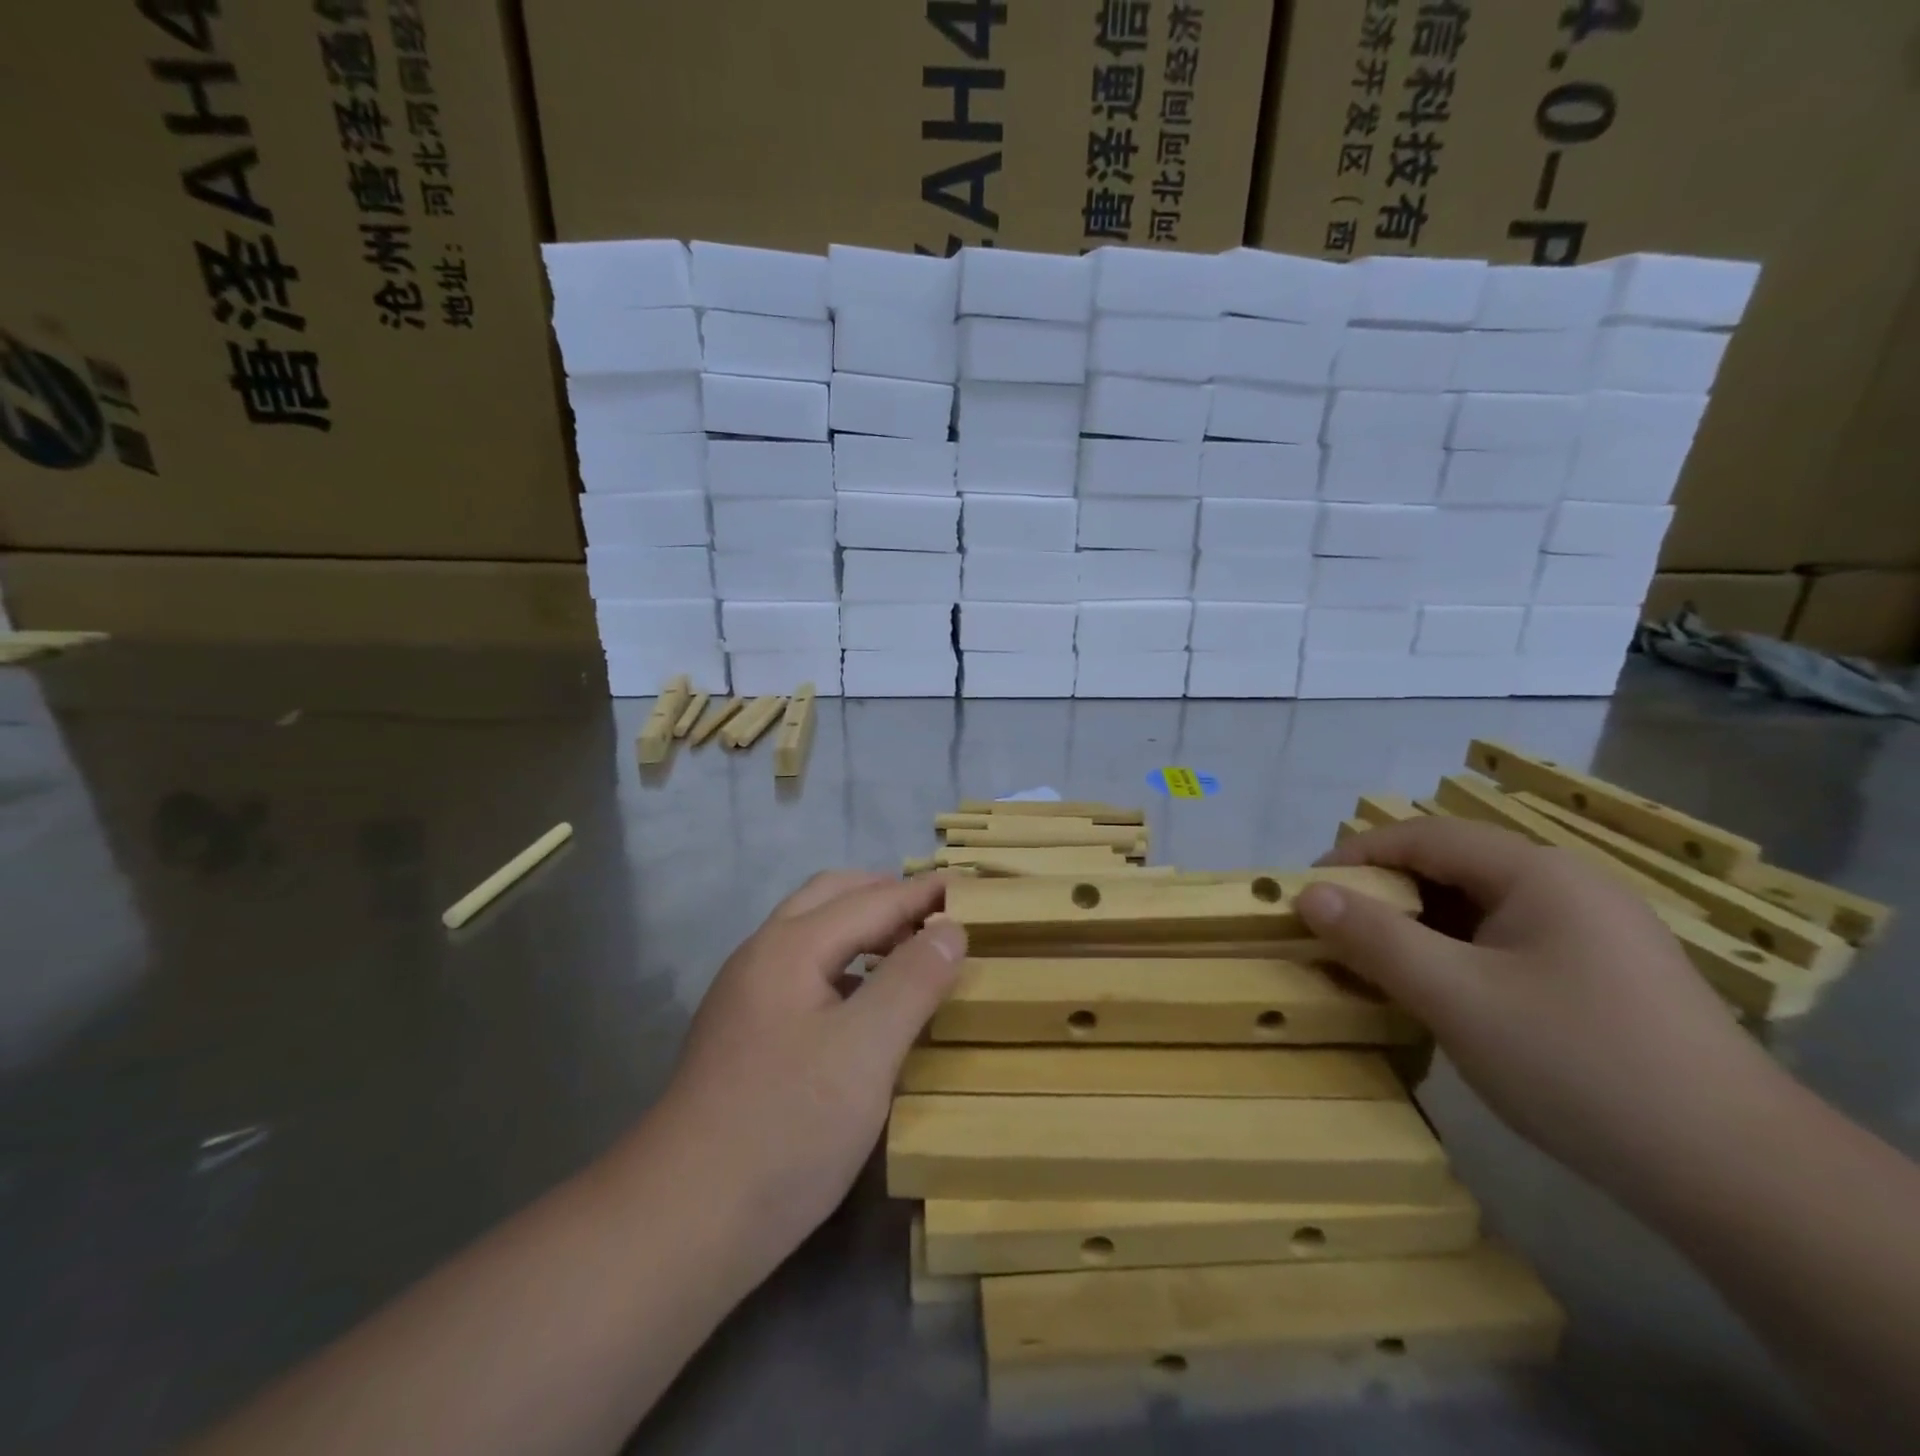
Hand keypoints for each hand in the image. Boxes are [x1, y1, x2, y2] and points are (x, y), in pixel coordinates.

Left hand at [649, 872, 966, 1273]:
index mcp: (789, 946)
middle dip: (887, 896)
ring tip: (911, 952)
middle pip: (831, 898)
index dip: (924, 894)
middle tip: (939, 916)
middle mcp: (761, 956)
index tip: (972, 889)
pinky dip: (844, 965)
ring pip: (813, 935)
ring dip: (863, 928)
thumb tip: (950, 928)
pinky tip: (866, 1003)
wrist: (681, 1224)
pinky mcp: (744, 1035)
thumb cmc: (785, 1128)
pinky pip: (804, 973)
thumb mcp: (865, 1051)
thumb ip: (912, 981)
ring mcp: (746, 996)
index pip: (871, 900)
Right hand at [1298, 818, 1776, 1197]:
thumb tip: (1308, 894)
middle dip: (1384, 896)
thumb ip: (1376, 938)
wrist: (1739, 1178)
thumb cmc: (1578, 1064)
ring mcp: (1591, 934)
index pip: (1423, 836)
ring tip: (1374, 968)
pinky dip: (1456, 959)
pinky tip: (1438, 998)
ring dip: (1418, 931)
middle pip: (1451, 869)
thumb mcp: (1457, 997)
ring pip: (1477, 910)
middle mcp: (1567, 887)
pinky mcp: (1601, 978)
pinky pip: (1505, 946)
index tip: (1305, 892)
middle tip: (1334, 935)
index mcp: (1537, 872)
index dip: (1356, 855)